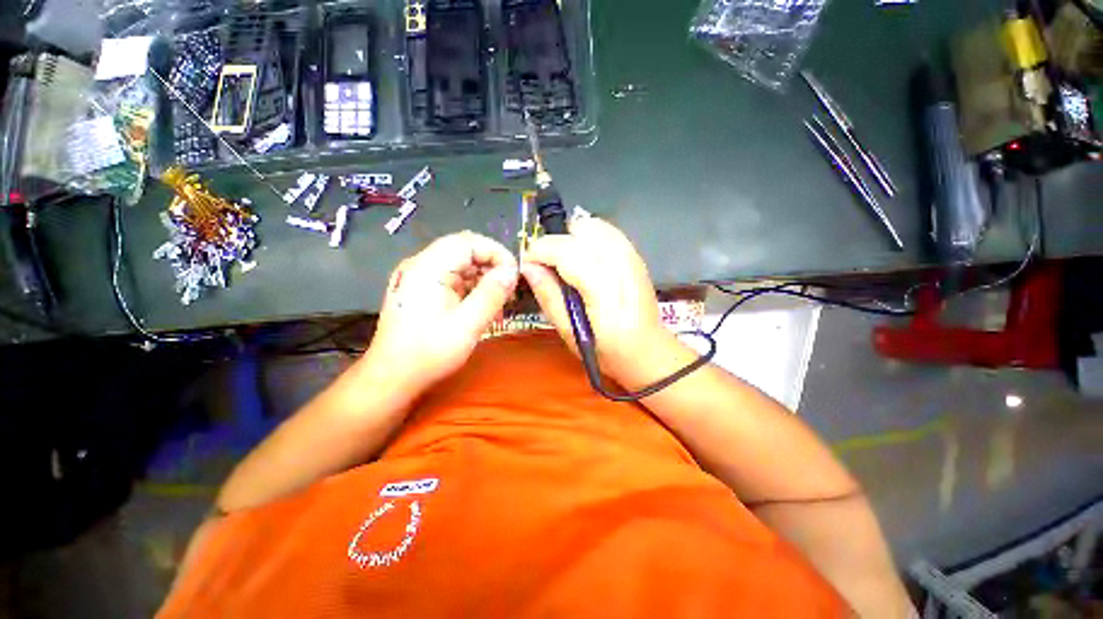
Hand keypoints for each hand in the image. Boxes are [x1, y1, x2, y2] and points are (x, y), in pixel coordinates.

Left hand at [360, 231, 517, 393]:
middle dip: (492, 267)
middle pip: (465, 251)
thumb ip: (491, 294)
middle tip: (509, 290)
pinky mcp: (423, 290)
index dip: (496, 252)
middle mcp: (421, 265)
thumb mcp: (467, 324)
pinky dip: (472, 289)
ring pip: (461, 266)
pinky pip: (454, 280)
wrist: (392, 377)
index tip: (514, 274)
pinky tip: (483, 308)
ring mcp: (420, 278)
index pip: (468, 242)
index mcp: (428, 268)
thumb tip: (511, 271)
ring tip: (500, 303)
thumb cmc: (429, 352)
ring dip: (484, 280)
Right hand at [521, 215, 681, 389]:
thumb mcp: (569, 332)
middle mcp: (620, 265)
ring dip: (572, 237)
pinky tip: (584, 258)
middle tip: (548, 266)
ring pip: (594, 224)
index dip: (539, 251)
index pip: (565, 250)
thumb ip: (548, 296)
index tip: (528, 264)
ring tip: (566, 262)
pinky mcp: (636, 255)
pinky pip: (607, 231)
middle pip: (579, 230)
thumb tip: (528, 267)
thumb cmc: (606, 350)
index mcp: (603, 289)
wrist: (647, 350)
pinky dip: (588, 237)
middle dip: (555, 243)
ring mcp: (632, 256)